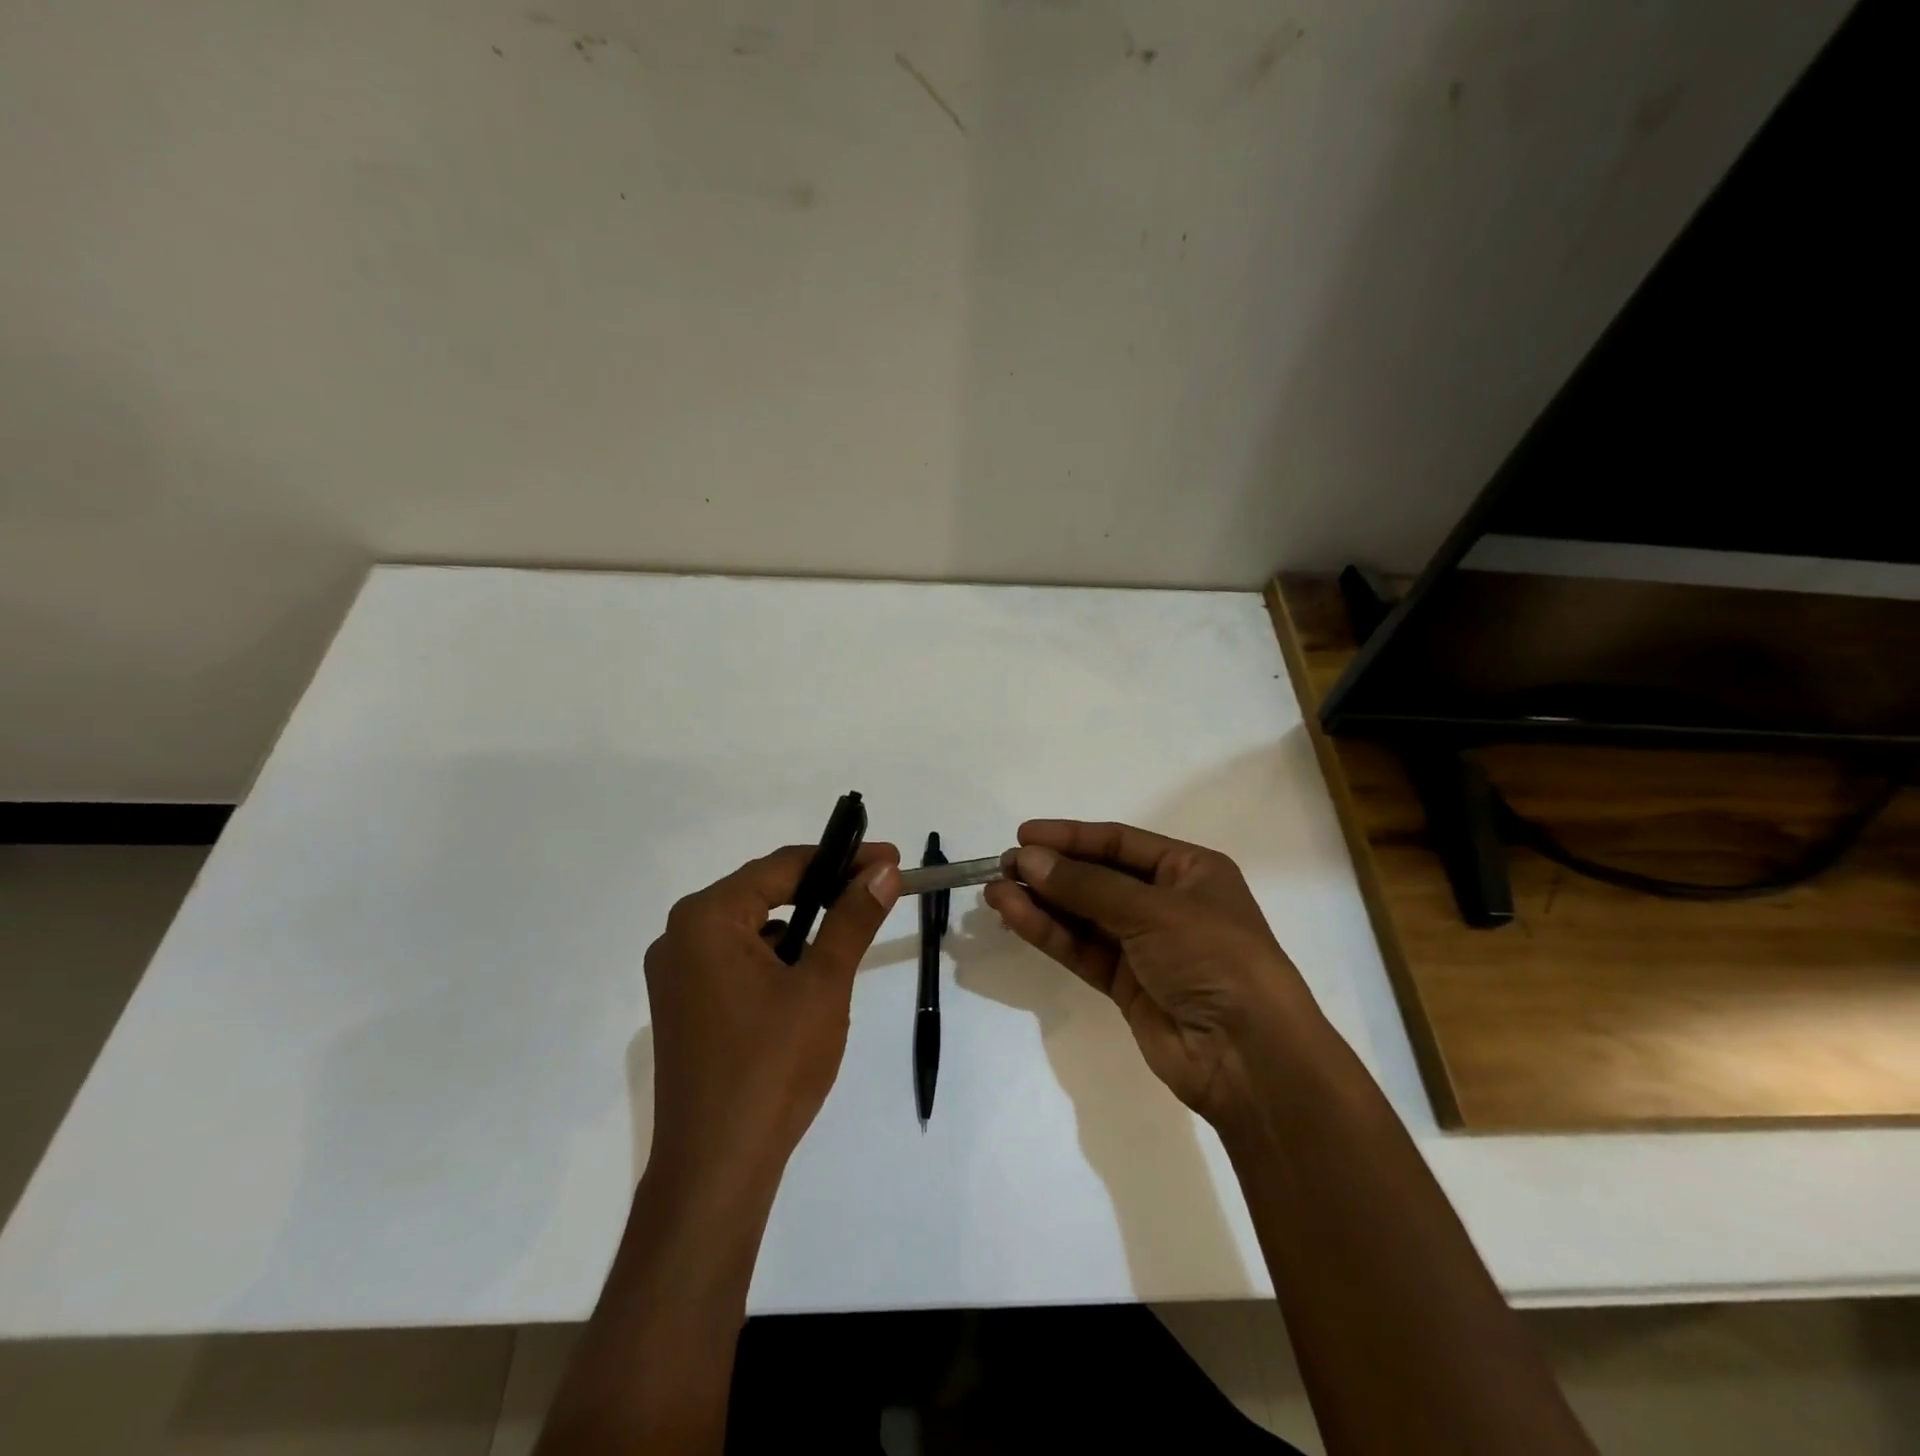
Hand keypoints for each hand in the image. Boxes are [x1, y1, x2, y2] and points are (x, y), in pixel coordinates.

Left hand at [643, 843, 899, 1191]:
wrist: (717, 1169)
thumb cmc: (772, 1066)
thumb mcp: (823, 984)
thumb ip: (852, 919)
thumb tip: (882, 870)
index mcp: (706, 919)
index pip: (782, 867)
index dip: (841, 858)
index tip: (889, 858)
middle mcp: (681, 936)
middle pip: (763, 891)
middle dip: (823, 887)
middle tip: (876, 887)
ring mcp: (677, 974)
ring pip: (752, 926)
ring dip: (801, 923)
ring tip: (849, 928)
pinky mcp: (686, 1005)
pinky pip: (737, 958)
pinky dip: (777, 956)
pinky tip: (809, 976)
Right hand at [984, 820, 1324, 1126]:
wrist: (1249, 1056)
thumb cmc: (1214, 958)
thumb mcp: (1153, 910)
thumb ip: (1086, 885)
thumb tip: (1027, 860)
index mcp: (1190, 871)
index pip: (1119, 843)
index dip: (1071, 837)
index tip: (1023, 836)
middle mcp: (1167, 903)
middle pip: (1098, 878)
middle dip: (1051, 871)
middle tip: (1003, 866)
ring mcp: (1145, 946)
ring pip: (1083, 915)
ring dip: (1041, 902)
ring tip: (994, 892)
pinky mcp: (1126, 984)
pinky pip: (1081, 949)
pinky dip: (1049, 933)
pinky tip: (1014, 916)